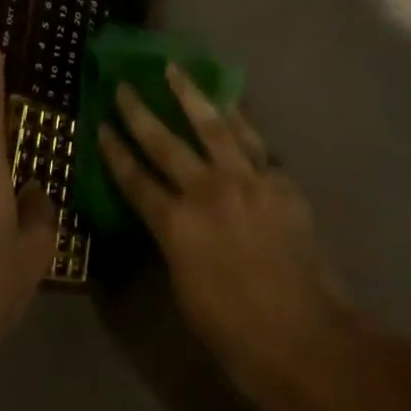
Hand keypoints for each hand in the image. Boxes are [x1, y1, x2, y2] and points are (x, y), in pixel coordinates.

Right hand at [98, 65, 365, 410]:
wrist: (309, 341)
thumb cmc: (238, 336)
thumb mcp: (186, 294)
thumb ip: (175, 244)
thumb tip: (171, 218)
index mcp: (177, 226)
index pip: (135, 180)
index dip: (115, 152)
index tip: (101, 125)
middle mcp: (207, 191)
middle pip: (165, 142)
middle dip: (139, 112)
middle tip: (124, 85)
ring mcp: (247, 181)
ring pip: (212, 125)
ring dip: (190, 94)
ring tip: (174, 69)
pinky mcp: (279, 182)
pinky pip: (255, 141)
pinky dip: (239, 120)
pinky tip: (230, 104)